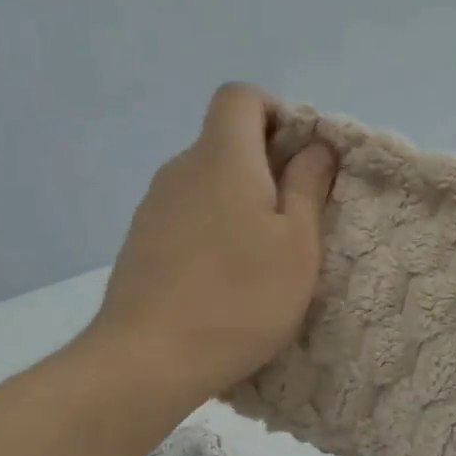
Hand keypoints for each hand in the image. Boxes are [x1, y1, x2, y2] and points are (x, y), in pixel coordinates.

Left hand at [89, 83, 335, 408]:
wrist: (148, 358)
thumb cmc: (239, 298)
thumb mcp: (296, 245)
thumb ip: (308, 186)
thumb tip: (315, 145)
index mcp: (222, 158)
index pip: (240, 97)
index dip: (275, 112)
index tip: (299, 159)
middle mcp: (181, 170)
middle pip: (224, 142)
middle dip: (264, 166)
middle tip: (293, 221)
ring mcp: (153, 208)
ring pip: (205, 184)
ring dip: (237, 204)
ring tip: (259, 260)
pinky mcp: (140, 243)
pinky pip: (185, 217)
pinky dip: (210, 231)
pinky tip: (222, 282)